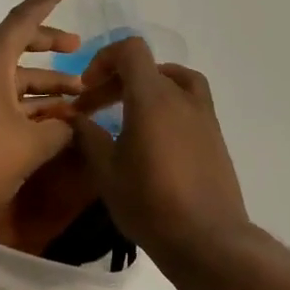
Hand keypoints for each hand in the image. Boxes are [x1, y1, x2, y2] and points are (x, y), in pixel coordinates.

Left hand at [0, 0, 84, 233]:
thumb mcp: (30, 145)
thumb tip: (73, 124)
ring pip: (10, 76)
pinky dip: (24, 103)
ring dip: (42, 83)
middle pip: (17, 45)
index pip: (23, 19)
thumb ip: (59, 129)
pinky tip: (47, 122)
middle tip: (78, 48)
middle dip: (50, 44)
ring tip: (76, 98)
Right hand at [63, 37, 250, 265]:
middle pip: (147, 67)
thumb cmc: (151, 203)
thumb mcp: (107, 172)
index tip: (87, 87)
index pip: (131, 50)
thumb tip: (74, 117)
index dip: (104, 59)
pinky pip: (189, 101)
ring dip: (146, 88)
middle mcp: (181, 96)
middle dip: (116, 80)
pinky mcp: (215, 134)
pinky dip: (168, 103)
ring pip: (173, 80)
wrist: (208, 239)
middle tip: (93, 109)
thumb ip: (89, 136)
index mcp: (153, 96)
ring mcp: (203, 114)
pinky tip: (155, 136)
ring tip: (128, 113)